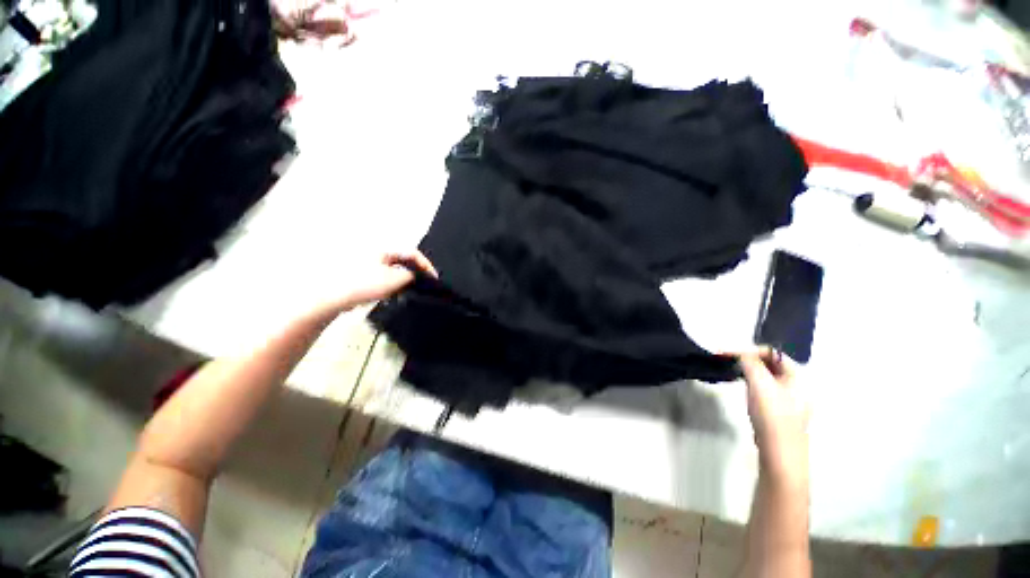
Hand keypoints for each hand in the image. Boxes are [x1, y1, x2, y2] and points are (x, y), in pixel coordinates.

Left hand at [309, 251, 437, 319]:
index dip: (426, 265)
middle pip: (405, 260)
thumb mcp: (394, 279)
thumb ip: (411, 276)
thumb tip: (418, 276)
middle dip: (416, 272)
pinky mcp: (364, 275)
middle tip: (423, 284)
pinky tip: (392, 294)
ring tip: (408, 290)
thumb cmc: (362, 284)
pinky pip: (386, 276)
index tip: (433, 278)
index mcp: (384, 249)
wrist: (333, 297)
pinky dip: (393, 283)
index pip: (413, 253)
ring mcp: (369, 263)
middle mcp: (377, 253)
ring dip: (405, 279)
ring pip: (396, 269)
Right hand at [739, 348, 809, 484]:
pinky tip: (745, 389)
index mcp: (798, 377)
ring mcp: (790, 399)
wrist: (779, 453)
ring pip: (767, 376)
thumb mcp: (759, 384)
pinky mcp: (780, 411)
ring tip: (734, 373)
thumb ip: (750, 363)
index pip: (772, 352)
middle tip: (728, 361)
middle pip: (771, 363)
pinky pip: (766, 388)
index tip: (727, 353)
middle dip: (749, 359)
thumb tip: (741, 353)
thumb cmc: (771, 415)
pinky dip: (753, 383)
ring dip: (750, 371)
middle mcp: (797, 385)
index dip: (749, 350)